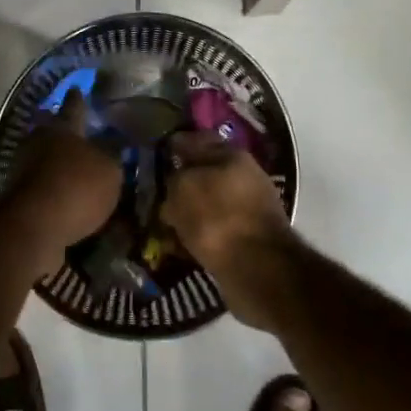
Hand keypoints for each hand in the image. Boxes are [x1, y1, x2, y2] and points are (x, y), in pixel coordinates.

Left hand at [2, 90, 122, 248]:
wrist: (33, 225)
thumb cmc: (76, 187)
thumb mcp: (109, 170)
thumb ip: (113, 154)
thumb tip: (115, 141)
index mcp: (62, 127)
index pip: (74, 106)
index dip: (79, 98)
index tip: (77, 87)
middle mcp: (39, 141)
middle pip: (52, 130)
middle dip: (65, 131)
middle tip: (80, 132)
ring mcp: (23, 167)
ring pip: (44, 157)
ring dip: (58, 161)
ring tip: (77, 168)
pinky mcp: (18, 194)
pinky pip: (41, 183)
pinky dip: (52, 186)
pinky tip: (66, 195)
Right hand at [162, 131, 294, 324]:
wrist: (258, 270)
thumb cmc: (218, 218)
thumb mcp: (183, 188)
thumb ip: (174, 178)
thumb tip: (173, 183)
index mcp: (232, 155)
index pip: (196, 140)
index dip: (173, 145)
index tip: (153, 154)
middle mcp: (244, 177)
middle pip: (204, 173)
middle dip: (181, 181)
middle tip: (153, 190)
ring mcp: (248, 208)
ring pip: (208, 202)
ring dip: (188, 209)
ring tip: (163, 219)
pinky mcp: (247, 238)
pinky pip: (213, 229)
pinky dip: (197, 233)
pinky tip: (179, 241)